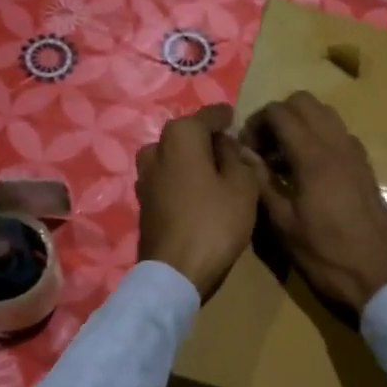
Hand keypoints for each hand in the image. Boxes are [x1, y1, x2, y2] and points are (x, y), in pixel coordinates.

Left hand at [137, 104, 258, 299]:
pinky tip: (198, 194)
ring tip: (215, 174)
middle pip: (187, 135)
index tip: (237, 120)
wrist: (175, 271)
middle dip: (207, 140)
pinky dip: (182, 179)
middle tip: (231, 152)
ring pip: (174, 157)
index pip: (208, 115)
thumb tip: (227, 145)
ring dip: (192, 161)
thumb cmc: (214, 223)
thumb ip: (239, 158)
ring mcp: (144, 176)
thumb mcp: (243, 186)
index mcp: (181, 135)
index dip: (226, 117)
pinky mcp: (143, 201)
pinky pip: (166, 178)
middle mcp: (156, 148)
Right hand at [245, 92, 386, 313]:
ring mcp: (355, 153)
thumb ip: (261, 182)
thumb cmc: (326, 254)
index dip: (256, 123)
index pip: (280, 112)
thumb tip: (243, 153)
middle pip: (304, 102)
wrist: (380, 273)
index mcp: (313, 156)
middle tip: (264, 148)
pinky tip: (307, 171)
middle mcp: (337, 144)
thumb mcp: (284, 224)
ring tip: (284, 159)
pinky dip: (319, 138)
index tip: (246, 150)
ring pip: (324, 114)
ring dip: (300, 125)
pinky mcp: (365, 166)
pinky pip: (338, 134)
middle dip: (278, 116)